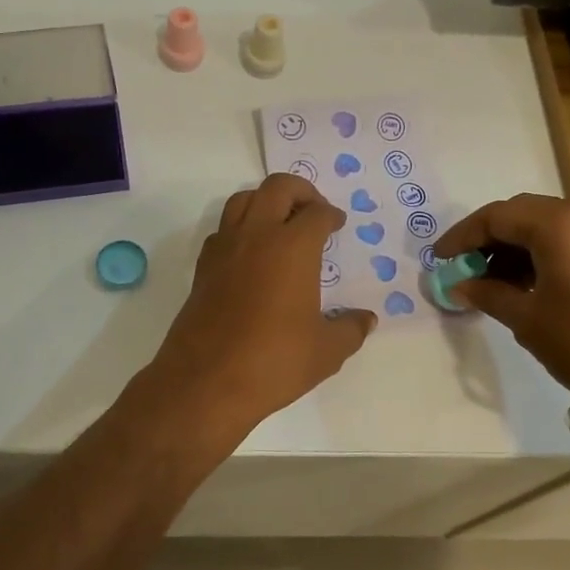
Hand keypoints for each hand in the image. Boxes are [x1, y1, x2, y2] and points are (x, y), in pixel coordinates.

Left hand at [146, 174, 376, 439]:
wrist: (206, 382)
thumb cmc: (274, 362)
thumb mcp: (326, 351)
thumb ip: (351, 329)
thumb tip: (367, 320)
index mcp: (293, 247)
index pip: (317, 213)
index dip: (331, 215)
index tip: (337, 225)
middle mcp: (257, 235)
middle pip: (278, 187)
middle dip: (300, 191)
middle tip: (313, 211)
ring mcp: (225, 248)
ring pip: (243, 199)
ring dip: (265, 201)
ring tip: (281, 223)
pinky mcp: (203, 267)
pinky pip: (223, 229)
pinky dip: (240, 227)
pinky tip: (252, 254)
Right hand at [434, 194, 569, 394]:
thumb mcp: (526, 319)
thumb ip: (488, 294)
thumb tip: (461, 286)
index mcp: (559, 225)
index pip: (497, 216)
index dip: (463, 235)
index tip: (441, 257)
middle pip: (524, 213)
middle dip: (491, 236)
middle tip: (467, 265)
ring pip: (551, 225)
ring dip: (519, 245)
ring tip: (496, 279)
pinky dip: (546, 252)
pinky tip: (532, 282)